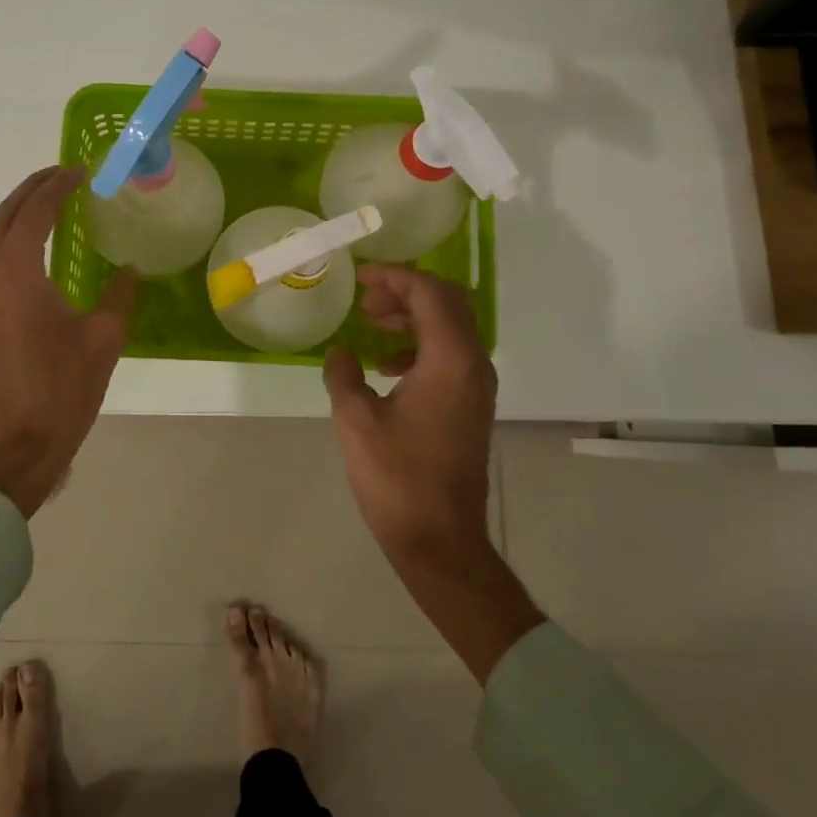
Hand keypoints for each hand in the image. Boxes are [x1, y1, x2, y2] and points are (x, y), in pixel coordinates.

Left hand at [0, 166, 137, 517]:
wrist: (13, 446)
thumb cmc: (60, 390)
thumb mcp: (103, 339)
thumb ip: (119, 294)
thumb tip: (128, 269)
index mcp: (15, 271)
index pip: (35, 211)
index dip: (58, 186)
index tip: (81, 171)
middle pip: (7, 215)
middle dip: (34, 190)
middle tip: (66, 176)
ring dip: (22, 214)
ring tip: (56, 204)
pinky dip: (15, 240)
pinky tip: (40, 249)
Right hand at [323, 265, 542, 679]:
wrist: (439, 540)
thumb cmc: (396, 477)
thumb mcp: (356, 420)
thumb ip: (344, 374)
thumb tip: (340, 352)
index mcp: (451, 359)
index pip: (429, 293)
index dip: (394, 277)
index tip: (359, 276)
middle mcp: (473, 364)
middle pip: (448, 303)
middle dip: (406, 291)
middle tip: (365, 300)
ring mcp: (476, 387)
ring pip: (450, 328)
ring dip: (412, 317)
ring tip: (370, 326)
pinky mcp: (469, 406)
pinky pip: (448, 355)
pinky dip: (418, 345)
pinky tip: (385, 365)